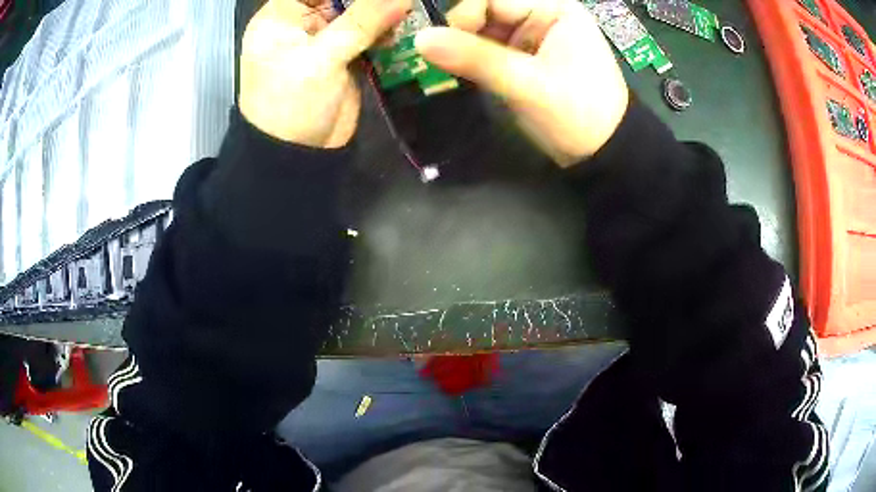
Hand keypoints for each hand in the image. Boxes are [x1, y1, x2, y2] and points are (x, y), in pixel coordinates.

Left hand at [240, 0, 410, 147]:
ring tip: (405, 12)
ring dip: (382, 11)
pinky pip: (369, 33)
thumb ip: (362, 22)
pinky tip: (400, 31)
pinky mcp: (344, 55)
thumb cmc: (290, 105)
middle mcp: (302, 22)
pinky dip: (386, 31)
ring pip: (359, 11)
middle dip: (368, 0)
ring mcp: (325, 38)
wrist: (297, 156)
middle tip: (398, 2)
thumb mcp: (321, 59)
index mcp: (280, 16)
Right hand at [415, 0, 628, 166]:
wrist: (604, 153)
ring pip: (482, 30)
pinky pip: (488, 49)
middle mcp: (541, 14)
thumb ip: (476, 58)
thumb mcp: (528, 84)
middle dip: (462, 33)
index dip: (465, 15)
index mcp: (553, 8)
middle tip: (446, 60)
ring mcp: (531, 36)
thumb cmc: (579, 114)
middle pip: (485, 11)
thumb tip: (420, 39)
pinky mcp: (523, 56)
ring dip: (464, 49)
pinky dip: (472, 60)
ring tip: (453, 70)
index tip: (445, 44)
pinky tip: (464, 74)